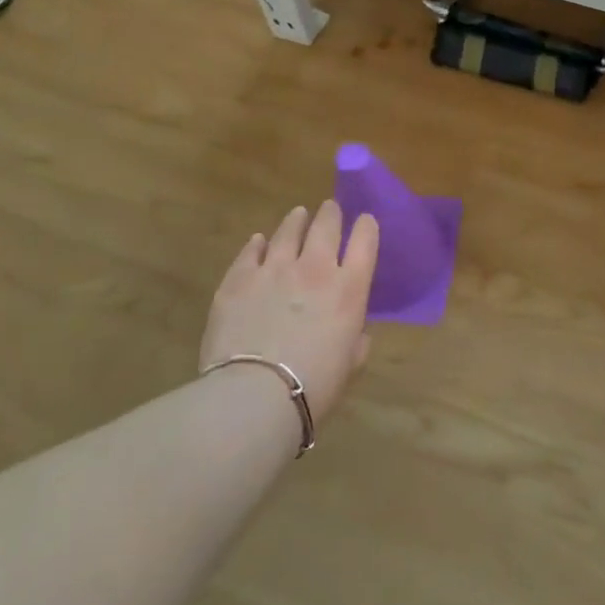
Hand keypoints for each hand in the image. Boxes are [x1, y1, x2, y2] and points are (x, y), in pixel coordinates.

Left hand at [201, 202, 377, 419]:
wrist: (255, 395)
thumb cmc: (314, 386)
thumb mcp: (350, 364)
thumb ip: (356, 339)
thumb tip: (355, 331)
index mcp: (349, 288)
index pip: (365, 241)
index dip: (366, 227)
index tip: (365, 222)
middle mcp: (315, 268)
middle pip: (326, 226)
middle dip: (330, 214)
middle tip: (330, 209)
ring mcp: (274, 269)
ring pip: (288, 231)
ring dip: (296, 221)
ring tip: (298, 215)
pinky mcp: (238, 279)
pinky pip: (250, 251)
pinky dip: (257, 244)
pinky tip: (258, 241)